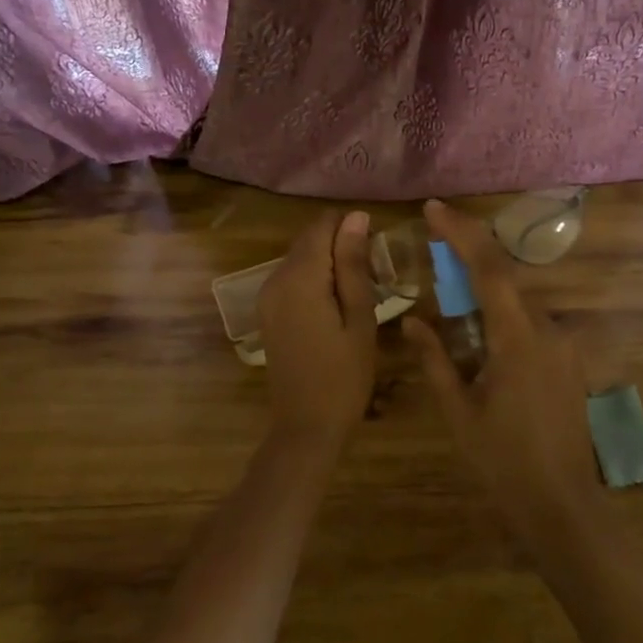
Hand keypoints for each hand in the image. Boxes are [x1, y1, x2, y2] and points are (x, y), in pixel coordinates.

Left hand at [258, 209, 377, 441]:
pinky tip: (336, 305)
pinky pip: (292, 278)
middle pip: (309, 239)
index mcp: (300, 277)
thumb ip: (354, 264)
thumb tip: (356, 216)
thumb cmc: (344, 375)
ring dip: (329, 262)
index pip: (322, 226)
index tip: (376, 253)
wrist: (306, 427)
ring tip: (360, 291)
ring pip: (301, 258)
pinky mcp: (268, 312)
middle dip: (340, 245)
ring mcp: (267, 296)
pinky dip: (315, 279)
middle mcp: (275, 278)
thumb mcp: (359, 317)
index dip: (351, 228)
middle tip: (373, 276)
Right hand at [405, 200, 601, 549]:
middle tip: (435, 239)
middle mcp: (547, 329)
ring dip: (487, 282)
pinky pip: (531, 320)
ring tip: (451, 278)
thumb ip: (435, 360)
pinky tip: (480, 323)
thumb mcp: (458, 412)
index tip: (434, 209)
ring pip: (520, 297)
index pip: (489, 269)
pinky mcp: (569, 360)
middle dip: (470, 252)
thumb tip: (412, 321)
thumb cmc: (502, 461)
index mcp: (517, 338)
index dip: (461, 233)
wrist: (562, 506)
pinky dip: (503, 308)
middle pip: (506, 275)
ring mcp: (564, 344)